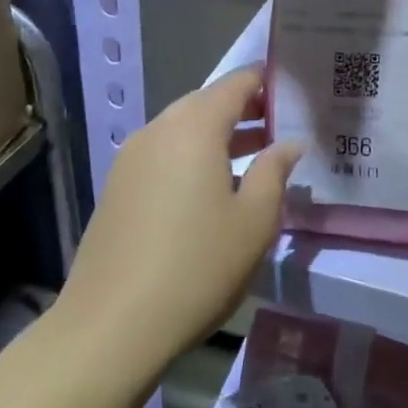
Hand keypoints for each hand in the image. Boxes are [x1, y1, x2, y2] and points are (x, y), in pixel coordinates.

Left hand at [58, 68, 300, 374]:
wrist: (111, 327)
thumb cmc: (197, 266)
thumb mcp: (255, 220)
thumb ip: (275, 171)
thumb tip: (289, 143)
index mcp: (194, 127)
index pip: (236, 84)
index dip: (266, 81)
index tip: (296, 90)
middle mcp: (158, 130)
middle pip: (207, 103)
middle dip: (246, 109)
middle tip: (282, 125)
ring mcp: (131, 159)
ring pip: (184, 130)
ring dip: (220, 135)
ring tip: (257, 157)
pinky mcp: (118, 188)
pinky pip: (165, 154)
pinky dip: (194, 156)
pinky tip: (214, 189)